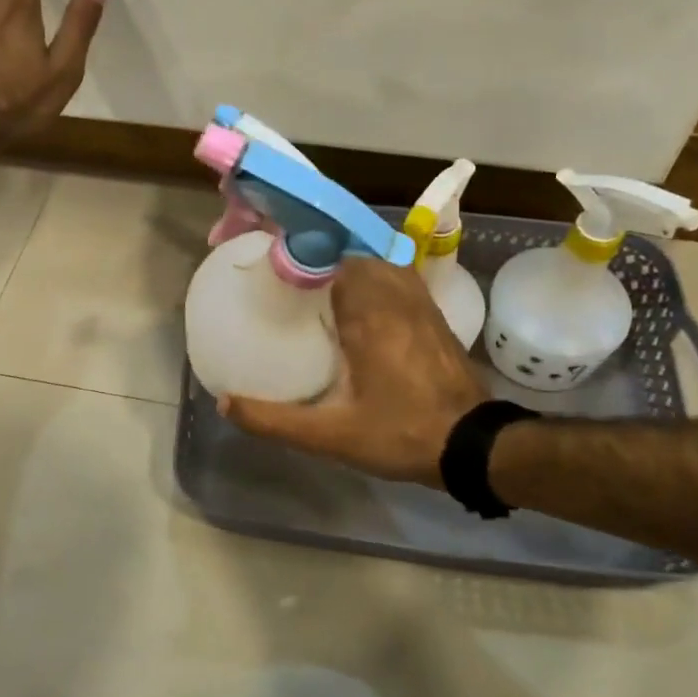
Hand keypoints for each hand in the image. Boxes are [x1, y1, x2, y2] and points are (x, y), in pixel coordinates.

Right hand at [219, 257, 490, 485]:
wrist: (474, 445)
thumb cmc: (400, 434)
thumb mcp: (331, 435)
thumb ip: (275, 420)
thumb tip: (223, 403)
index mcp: (368, 314)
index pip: (330, 258)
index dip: (299, 251)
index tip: (270, 259)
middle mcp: (395, 296)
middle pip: (352, 254)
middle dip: (320, 258)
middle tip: (288, 276)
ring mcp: (419, 302)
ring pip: (378, 263)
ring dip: (349, 267)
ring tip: (318, 286)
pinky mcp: (433, 314)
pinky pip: (398, 278)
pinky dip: (374, 279)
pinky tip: (358, 305)